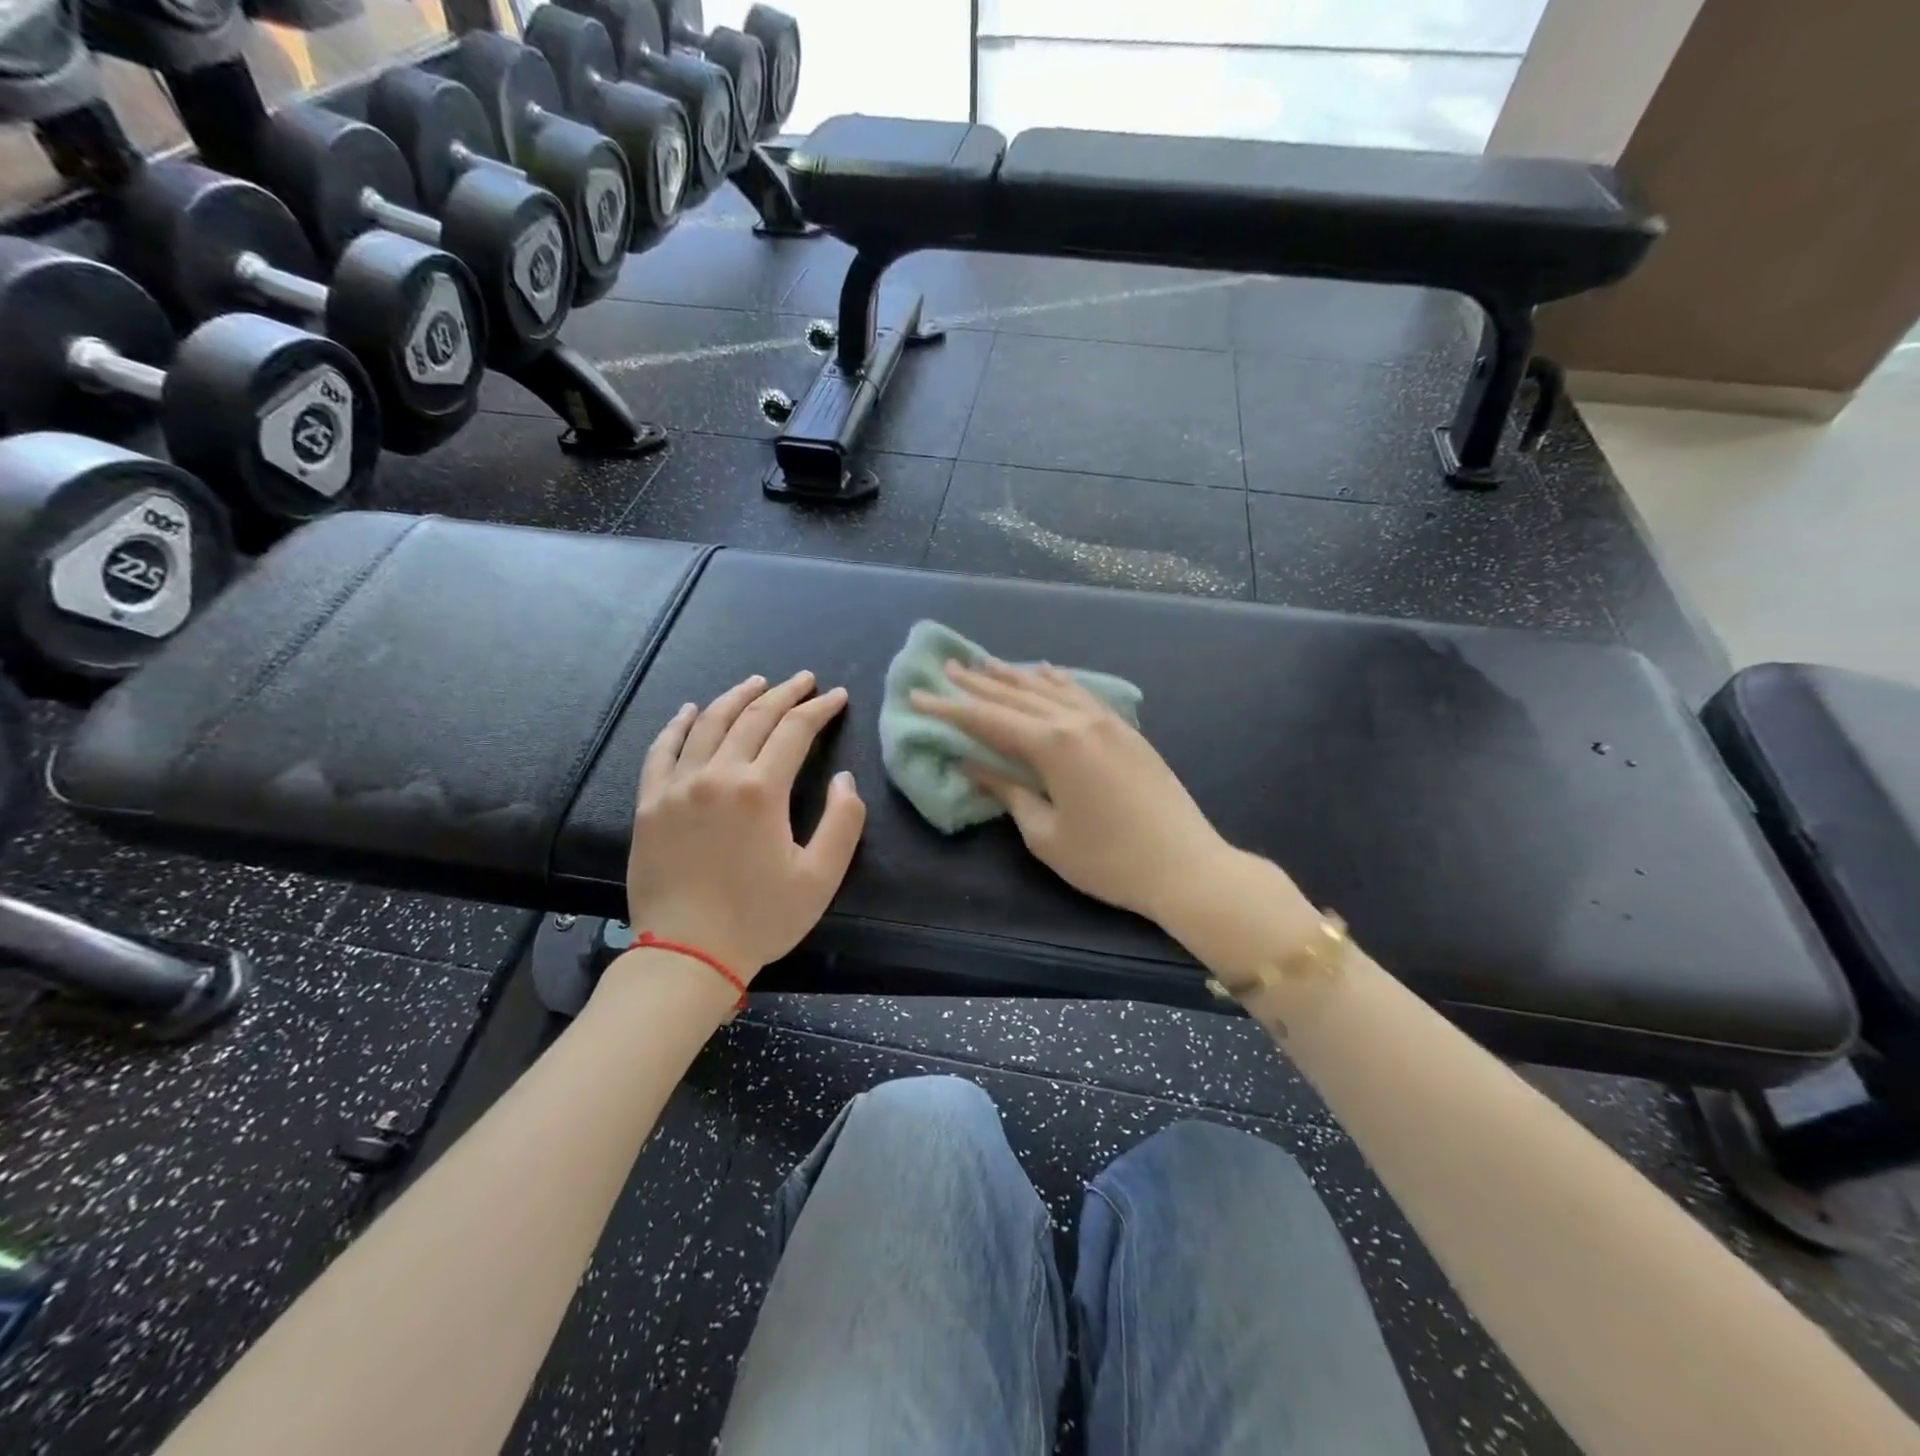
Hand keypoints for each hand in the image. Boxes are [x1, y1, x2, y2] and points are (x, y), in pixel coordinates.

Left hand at [626, 671, 866, 978]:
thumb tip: (844, 778)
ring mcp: (677, 786)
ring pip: (708, 724)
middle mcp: (717, 775)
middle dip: (783, 694)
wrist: (687, 954)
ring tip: (757, 683)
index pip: (794, 731)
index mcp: (761, 791)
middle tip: (804, 679)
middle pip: (753, 718)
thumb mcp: (820, 877)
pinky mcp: (649, 803)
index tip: (837, 696)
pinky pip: (662, 750)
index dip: (819, 709)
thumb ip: (843, 822)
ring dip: (736, 697)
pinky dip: (678, 725)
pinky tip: (690, 710)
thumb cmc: (760, 918)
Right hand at [912, 662, 1230, 923]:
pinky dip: (1055, 680)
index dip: (949, 709)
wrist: (1186, 866)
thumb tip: (973, 765)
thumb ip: (1008, 792)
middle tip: (945, 669)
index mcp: (1052, 745)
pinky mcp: (1125, 730)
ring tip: (983, 663)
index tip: (917, 697)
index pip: (988, 720)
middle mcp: (1076, 720)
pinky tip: (1043, 671)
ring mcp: (1105, 721)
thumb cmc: (1107, 860)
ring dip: (1013, 676)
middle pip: (1016, 695)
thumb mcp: (1045, 834)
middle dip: (977, 684)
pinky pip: (1080, 692)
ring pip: (1049, 687)